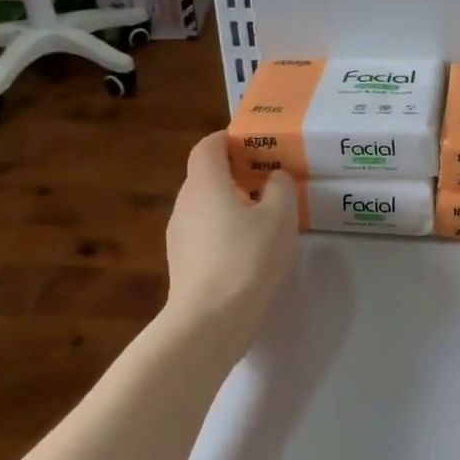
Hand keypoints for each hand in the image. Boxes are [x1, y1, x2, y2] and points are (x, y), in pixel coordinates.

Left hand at [165, 133, 298, 345]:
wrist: (211, 318)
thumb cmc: (248, 257)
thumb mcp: (280, 217)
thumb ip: (281, 189)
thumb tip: (274, 179)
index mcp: (205, 183)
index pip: (208, 146)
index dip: (229, 140)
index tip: (255, 147)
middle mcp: (185, 203)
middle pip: (206, 177)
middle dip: (235, 175)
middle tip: (268, 183)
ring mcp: (179, 235)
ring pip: (206, 208)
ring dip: (230, 206)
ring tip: (263, 220)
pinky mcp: (182, 264)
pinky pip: (204, 235)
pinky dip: (224, 232)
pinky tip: (248, 252)